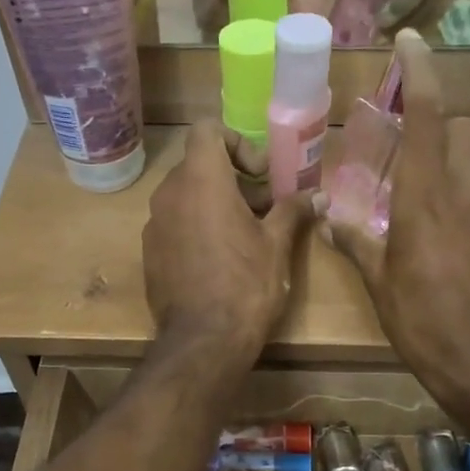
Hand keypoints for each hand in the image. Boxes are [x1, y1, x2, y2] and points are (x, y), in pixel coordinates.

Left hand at [145, 122, 317, 362]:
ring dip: (215, 204)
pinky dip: (196, 227)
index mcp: (201, 179)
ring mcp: (154, 224)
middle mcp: (169, 193)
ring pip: (186, 196)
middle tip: (263, 208)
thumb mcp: (277, 245)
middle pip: (199, 165)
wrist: (203, 341)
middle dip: (233, 179)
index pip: (207, 129)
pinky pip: (174, 224)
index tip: (259, 175)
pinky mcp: (149, 252)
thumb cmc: (246, 284)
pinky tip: (219, 260)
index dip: (237, 142)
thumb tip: (320, 195)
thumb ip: (294, 211)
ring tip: (245, 236)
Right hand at [326, 35, 469, 422]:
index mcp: (427, 197)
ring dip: (449, 166)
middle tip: (409, 149)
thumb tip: (330, 215)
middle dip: (441, 124)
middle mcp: (466, 194)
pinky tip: (442, 240)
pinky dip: (462, 202)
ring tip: (417, 203)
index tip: (412, 41)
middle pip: (465, 129)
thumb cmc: (422, 321)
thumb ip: (355, 241)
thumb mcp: (378, 283)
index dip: (422, 72)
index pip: (432, 115)